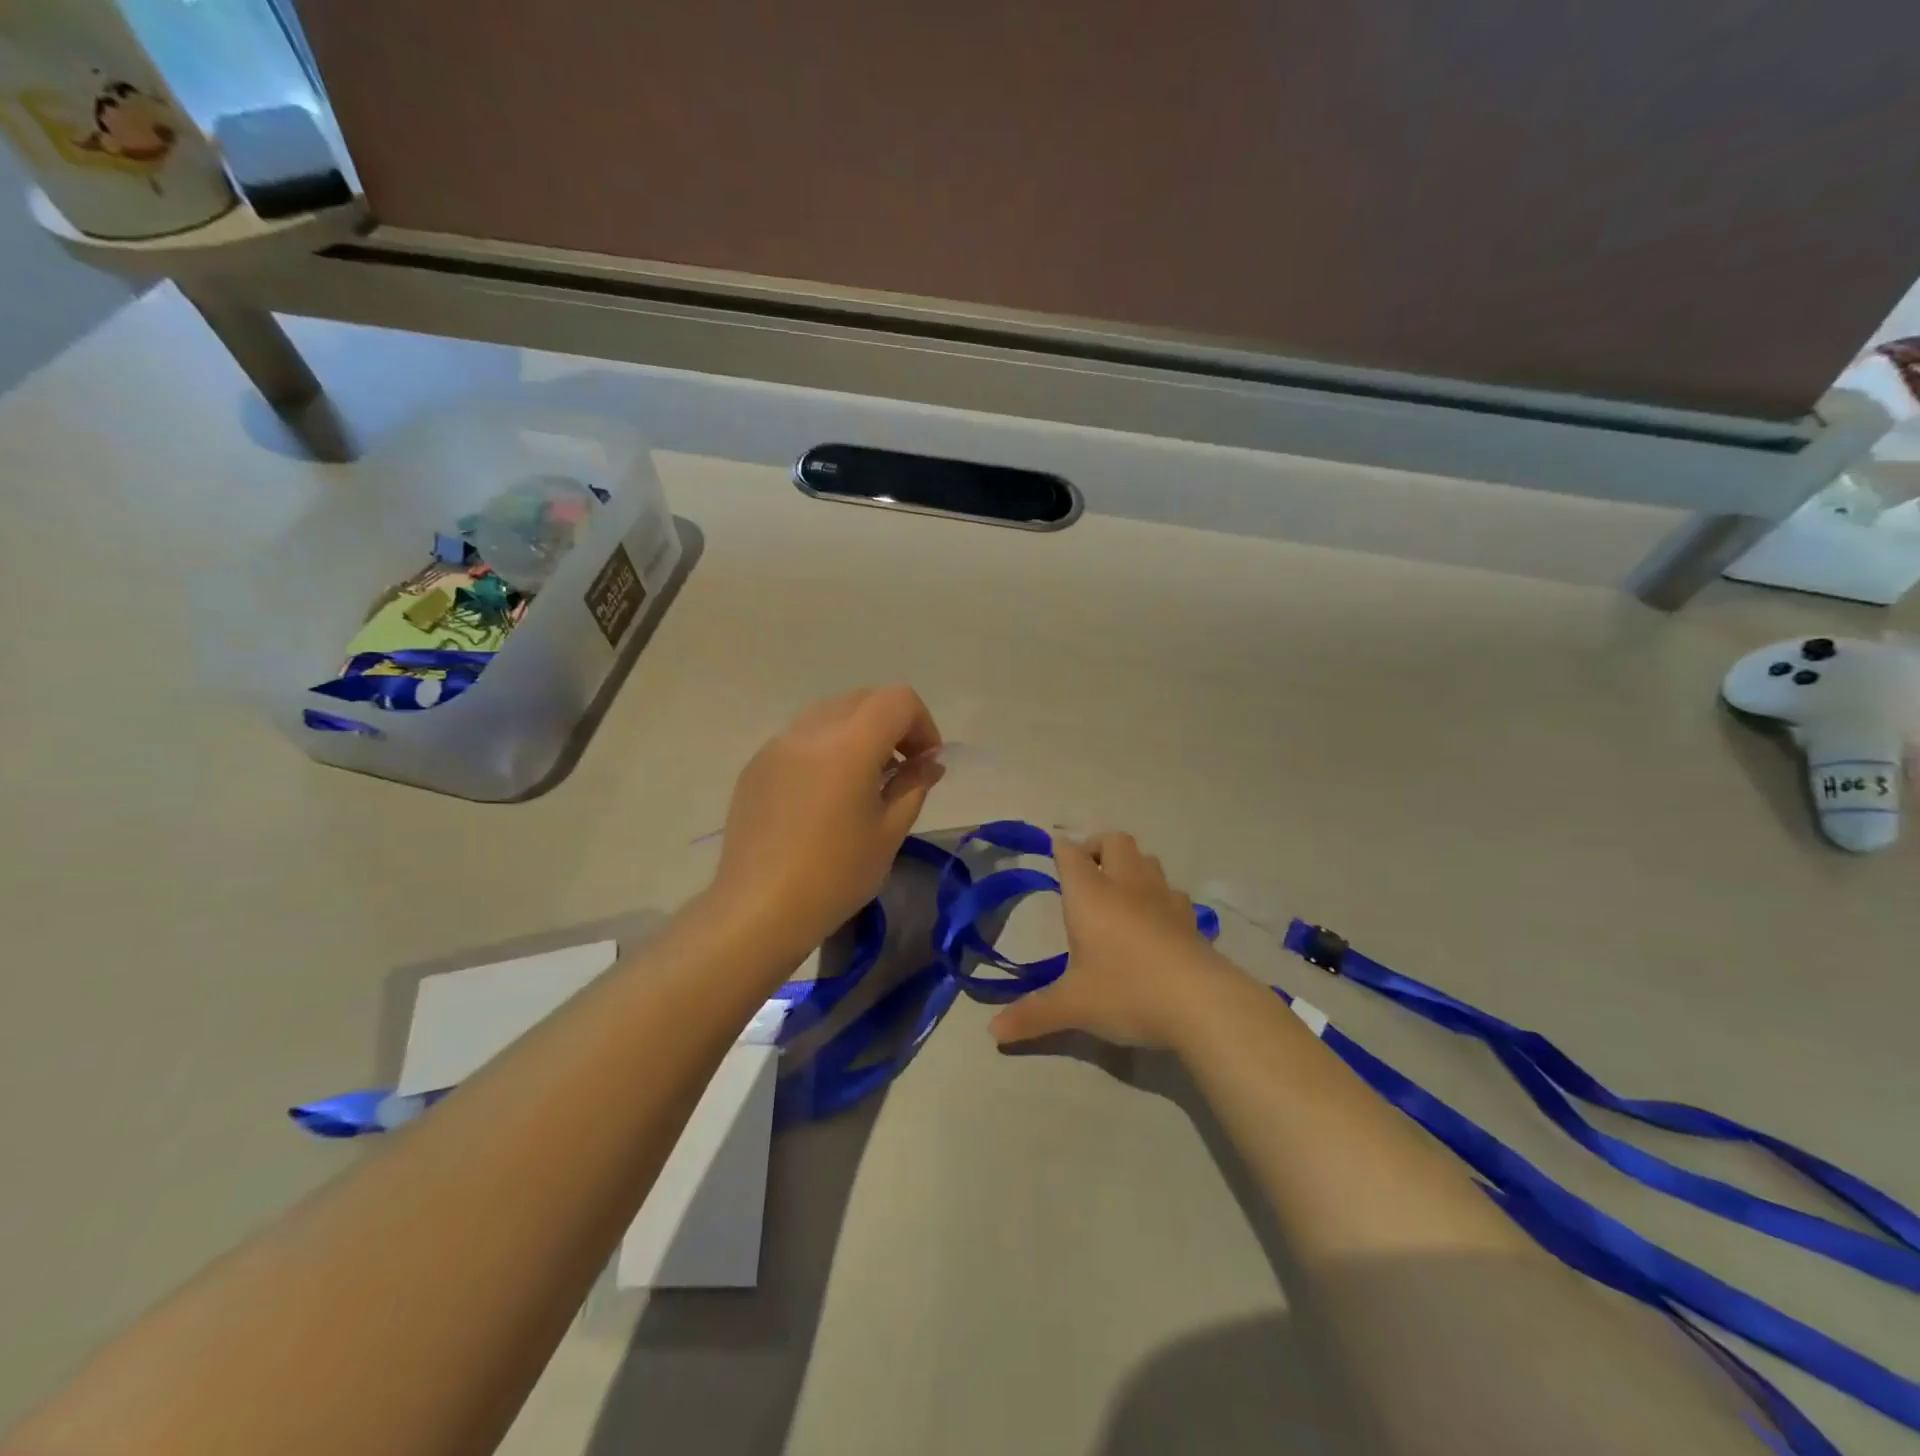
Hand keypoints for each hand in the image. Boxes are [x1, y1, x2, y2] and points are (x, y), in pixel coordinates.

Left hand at [712, 686, 943, 955]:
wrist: (759, 910)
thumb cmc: (836, 874)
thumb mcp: (889, 831)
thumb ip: (914, 785)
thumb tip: (929, 762)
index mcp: (849, 744)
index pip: (897, 700)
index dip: (923, 724)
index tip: (925, 763)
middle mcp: (810, 731)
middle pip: (864, 699)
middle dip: (892, 725)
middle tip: (900, 770)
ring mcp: (777, 745)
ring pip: (830, 714)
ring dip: (858, 733)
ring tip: (862, 782)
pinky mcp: (756, 766)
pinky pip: (801, 738)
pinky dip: (826, 749)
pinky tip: (825, 796)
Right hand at [988, 831, 1239, 1049]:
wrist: (1200, 1002)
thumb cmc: (1126, 992)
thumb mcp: (1073, 1006)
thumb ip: (1032, 1015)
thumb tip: (993, 1033)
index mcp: (1091, 895)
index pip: (1071, 854)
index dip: (1061, 848)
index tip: (1054, 850)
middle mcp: (1126, 885)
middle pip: (1114, 841)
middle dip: (1097, 846)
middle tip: (1086, 870)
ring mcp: (1163, 898)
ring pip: (1147, 859)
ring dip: (1130, 865)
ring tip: (1119, 890)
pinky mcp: (1190, 918)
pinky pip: (1171, 891)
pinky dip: (1159, 894)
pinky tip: (1155, 919)